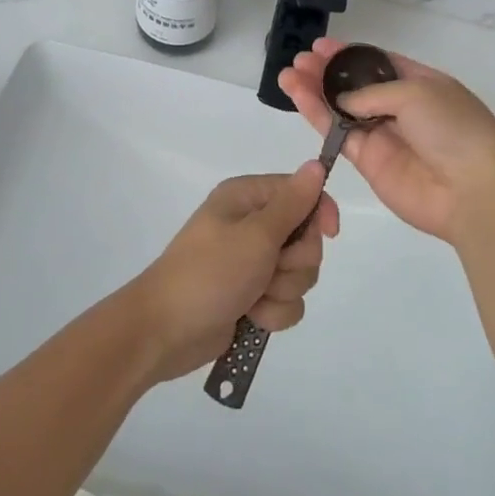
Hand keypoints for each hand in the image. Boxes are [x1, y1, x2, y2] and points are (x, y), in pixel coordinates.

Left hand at [129, 163, 339, 382]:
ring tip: (254, 297)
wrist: (164, 331)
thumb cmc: (210, 272)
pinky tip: (251, 317)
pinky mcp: (252, 296)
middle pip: (306, 238)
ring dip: (282, 291)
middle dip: (295, 262)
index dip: (319, 213)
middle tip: (270, 269)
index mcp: (247, 198)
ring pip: (299, 274)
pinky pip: (286, 301)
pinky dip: (273, 312)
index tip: (329, 234)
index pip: (302, 193)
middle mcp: (251, 225)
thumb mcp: (256, 234)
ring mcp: (252, 262)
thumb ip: (292, 203)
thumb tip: (316, 164)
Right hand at [277, 38, 494, 244]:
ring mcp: (383, 136)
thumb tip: (344, 99)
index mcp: (421, 83)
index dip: (350, 54)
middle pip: (355, 85)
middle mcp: (400, 108)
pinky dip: (317, 115)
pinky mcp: (368, 162)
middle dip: (327, 71)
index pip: (379, 63)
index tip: (322, 46)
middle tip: (300, 59)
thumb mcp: (417, 92)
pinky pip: (337, 134)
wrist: (472, 191)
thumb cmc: (453, 128)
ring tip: (288, 74)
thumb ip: (372, 93)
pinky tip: (298, 97)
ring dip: (314, 91)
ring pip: (341, 109)